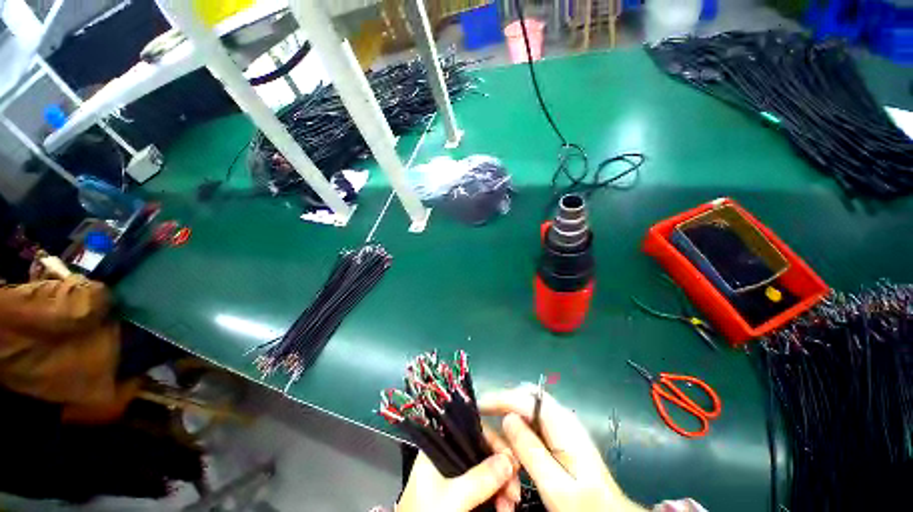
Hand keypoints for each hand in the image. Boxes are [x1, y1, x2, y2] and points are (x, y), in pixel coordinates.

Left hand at [398, 424, 521, 511]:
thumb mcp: (453, 497)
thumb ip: (480, 478)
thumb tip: (510, 460)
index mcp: (439, 444)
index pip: (472, 429)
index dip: (494, 442)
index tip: (512, 460)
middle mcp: (447, 453)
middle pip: (481, 450)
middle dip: (502, 468)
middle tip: (515, 491)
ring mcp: (454, 472)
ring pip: (485, 468)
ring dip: (502, 484)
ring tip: (511, 505)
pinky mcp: (459, 489)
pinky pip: (483, 484)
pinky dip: (496, 494)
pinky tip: (504, 505)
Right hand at [480, 386, 644, 511]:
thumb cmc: (586, 506)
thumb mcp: (555, 485)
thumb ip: (530, 450)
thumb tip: (507, 418)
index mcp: (561, 423)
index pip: (524, 397)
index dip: (499, 398)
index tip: (478, 406)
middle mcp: (560, 417)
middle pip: (525, 396)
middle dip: (503, 404)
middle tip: (485, 422)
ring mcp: (561, 426)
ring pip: (527, 409)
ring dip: (510, 419)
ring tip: (497, 441)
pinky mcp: (559, 437)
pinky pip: (532, 424)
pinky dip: (518, 431)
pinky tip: (512, 448)